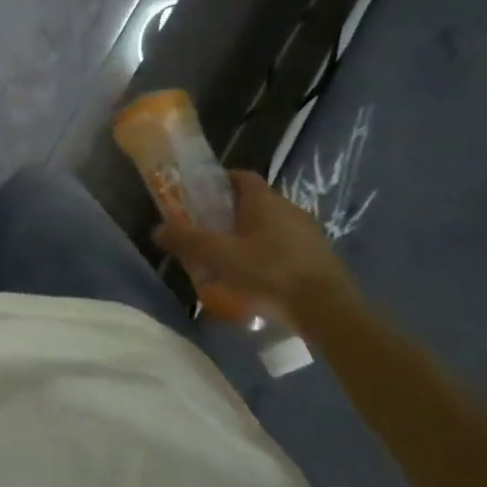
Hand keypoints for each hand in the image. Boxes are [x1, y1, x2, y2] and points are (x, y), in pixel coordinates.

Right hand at [153, 170, 355, 328]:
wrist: (329, 310)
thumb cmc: (270, 272)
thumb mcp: (219, 256)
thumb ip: (187, 240)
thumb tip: (157, 229)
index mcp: (264, 200)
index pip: (240, 177)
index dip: (219, 183)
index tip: (200, 197)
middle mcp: (289, 208)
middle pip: (253, 203)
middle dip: (230, 214)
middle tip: (209, 233)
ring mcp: (308, 233)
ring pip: (271, 227)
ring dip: (251, 238)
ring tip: (230, 262)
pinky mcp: (320, 258)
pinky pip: (286, 249)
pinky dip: (269, 257)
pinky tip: (258, 281)